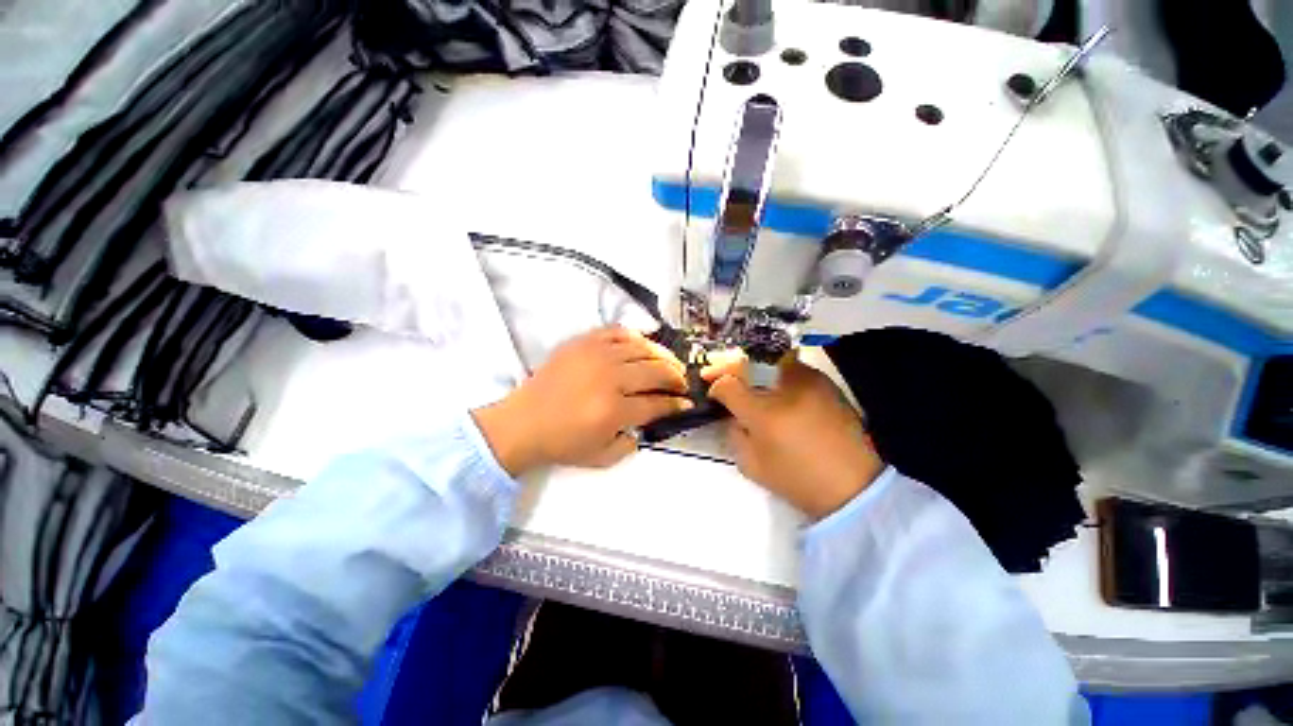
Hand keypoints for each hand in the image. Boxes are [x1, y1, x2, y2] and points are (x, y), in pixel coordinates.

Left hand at [472, 326, 690, 474]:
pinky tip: (643, 345)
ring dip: (662, 356)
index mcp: (614, 410)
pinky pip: (617, 332)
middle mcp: (609, 378)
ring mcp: (595, 355)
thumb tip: (651, 421)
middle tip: (683, 382)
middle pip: (655, 371)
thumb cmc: (562, 443)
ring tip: (670, 363)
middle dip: (676, 377)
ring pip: (642, 348)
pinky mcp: (582, 342)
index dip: (677, 403)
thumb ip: (633, 443)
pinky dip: (635, 337)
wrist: (523, 423)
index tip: (687, 403)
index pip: (658, 403)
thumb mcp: (602, 457)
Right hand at [704, 352, 884, 519]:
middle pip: (748, 363)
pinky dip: (774, 370)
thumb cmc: (798, 480)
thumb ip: (734, 434)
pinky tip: (771, 383)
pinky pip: (791, 366)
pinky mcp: (825, 382)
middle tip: (715, 371)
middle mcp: (785, 389)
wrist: (853, 486)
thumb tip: (733, 414)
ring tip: (742, 375)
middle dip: (727, 366)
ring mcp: (808, 381)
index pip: (729, 385)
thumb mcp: (752, 466)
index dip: (715, 385)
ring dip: (750, 365)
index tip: (712, 392)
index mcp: (764, 413)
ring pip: (770, 359)